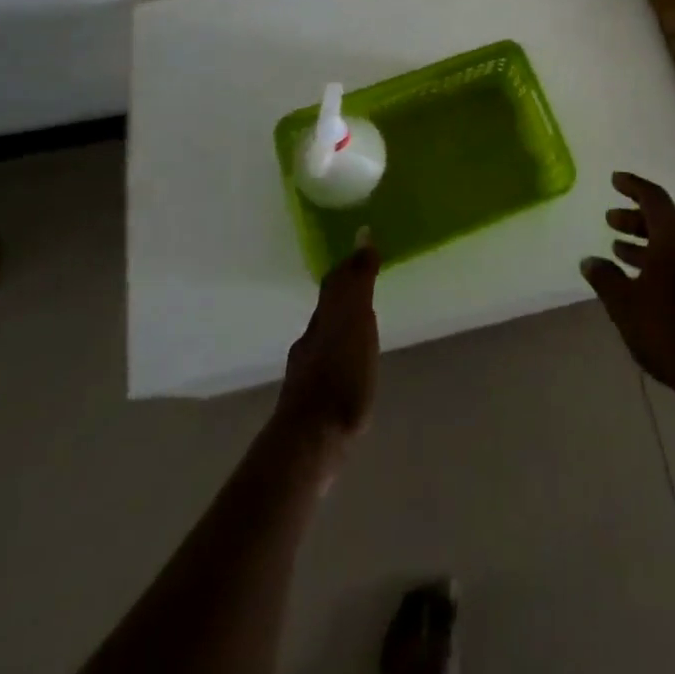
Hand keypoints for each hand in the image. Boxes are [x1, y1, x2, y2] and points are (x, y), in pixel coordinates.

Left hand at [276, 231, 379, 454]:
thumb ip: (359, 281)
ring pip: (325, 338)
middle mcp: (311, 340)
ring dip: (341, 328)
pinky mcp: (312, 403)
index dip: (349, 267)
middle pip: (327, 310)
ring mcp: (308, 373)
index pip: (335, 283)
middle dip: (344, 296)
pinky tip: (349, 371)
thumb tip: (362, 234)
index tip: (366, 254)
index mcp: (325, 318)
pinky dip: (340, 357)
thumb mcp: (356, 320)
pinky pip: (328, 366)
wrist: (310, 439)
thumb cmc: (340, 374)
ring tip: (362, 328)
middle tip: (366, 286)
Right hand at [581, 172, 674, 400]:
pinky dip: (660, 259)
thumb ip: (605, 278)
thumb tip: (590, 261)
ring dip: (646, 242)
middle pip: (663, 219)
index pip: (652, 197)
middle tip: (610, 221)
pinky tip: (642, 278)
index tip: (614, 180)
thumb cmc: (667, 329)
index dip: (632, 186)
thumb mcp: (625, 304)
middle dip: (634, 218)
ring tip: (618, 250)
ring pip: (673, 241)